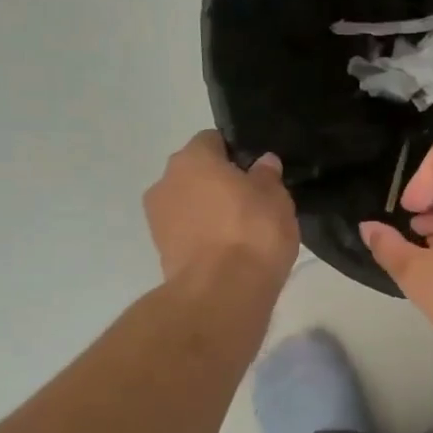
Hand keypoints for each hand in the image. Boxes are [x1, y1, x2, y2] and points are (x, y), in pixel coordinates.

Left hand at [145, 132, 298, 287]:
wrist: (222, 292)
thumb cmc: (253, 232)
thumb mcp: (275, 198)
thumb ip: (267, 175)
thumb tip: (263, 162)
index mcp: (193, 158)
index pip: (213, 140)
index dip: (235, 154)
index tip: (255, 173)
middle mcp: (166, 181)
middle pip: (195, 173)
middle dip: (218, 183)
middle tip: (250, 202)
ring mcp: (158, 218)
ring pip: (188, 204)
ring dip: (207, 212)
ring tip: (239, 232)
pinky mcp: (160, 251)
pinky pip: (186, 233)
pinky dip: (202, 237)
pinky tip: (227, 253)